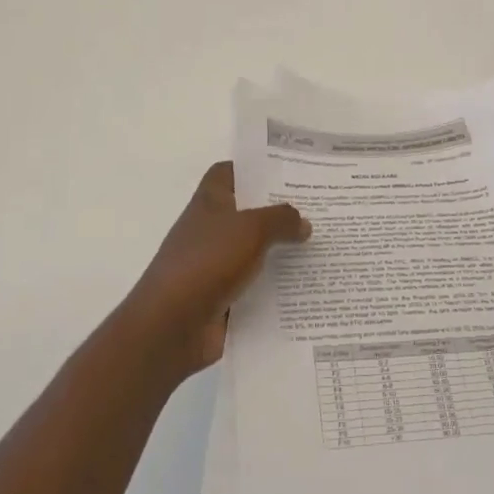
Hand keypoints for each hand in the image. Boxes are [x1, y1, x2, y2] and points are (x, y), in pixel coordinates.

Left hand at [124, 163, 308, 377]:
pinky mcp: (223, 298)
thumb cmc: (207, 262)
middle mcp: (211, 230)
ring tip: (321, 247)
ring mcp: (215, 265)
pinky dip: (276, 287)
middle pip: (248, 212)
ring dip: (282, 251)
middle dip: (279, 211)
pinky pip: (256, 287)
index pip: (228, 172)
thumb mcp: (251, 229)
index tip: (287, 172)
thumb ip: (281, 219)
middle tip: (318, 209)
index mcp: (210, 202)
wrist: (171, 326)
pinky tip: (307, 286)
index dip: (252, 168)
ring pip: (255, 251)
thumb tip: (302, 222)